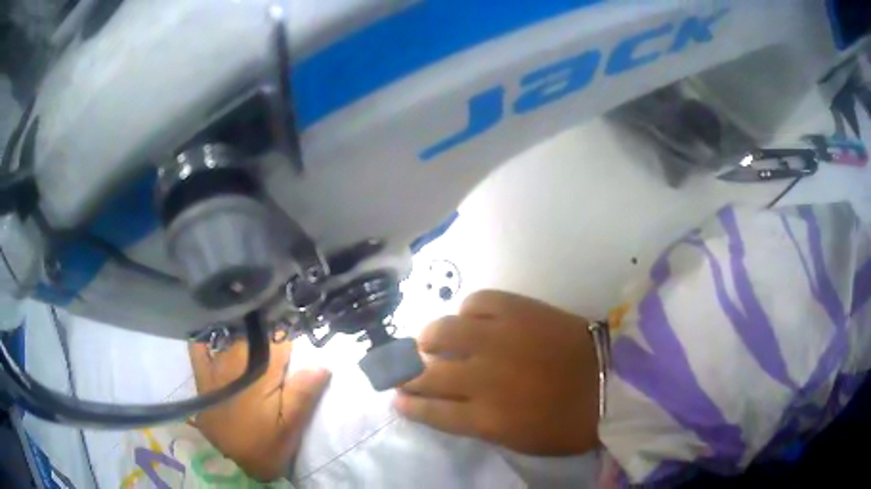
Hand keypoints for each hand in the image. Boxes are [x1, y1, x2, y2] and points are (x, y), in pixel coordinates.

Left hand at [190, 339, 329, 480]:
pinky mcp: (202, 375)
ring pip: (231, 333)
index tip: (298, 335)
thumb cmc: (265, 446)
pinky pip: (200, 346)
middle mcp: (236, 361)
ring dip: (244, 329)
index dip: (291, 334)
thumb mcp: (290, 427)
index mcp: (262, 372)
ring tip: (256, 330)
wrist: (231, 463)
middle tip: (279, 339)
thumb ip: (303, 394)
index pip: (280, 338)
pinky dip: (208, 336)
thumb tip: (322, 363)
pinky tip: (218, 332)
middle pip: (254, 332)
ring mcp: (216, 366)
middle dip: (269, 330)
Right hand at [396, 290, 599, 455]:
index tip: (397, 400)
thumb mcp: (518, 440)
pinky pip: (477, 301)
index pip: (430, 412)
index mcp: (486, 419)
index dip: (409, 405)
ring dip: (428, 338)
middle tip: (401, 371)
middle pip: (425, 373)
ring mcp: (499, 339)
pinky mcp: (519, 310)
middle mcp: (483, 378)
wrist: (613, 382)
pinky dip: (467, 310)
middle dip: (404, 374)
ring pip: (442, 332)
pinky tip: (470, 319)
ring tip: (429, 341)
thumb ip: (478, 425)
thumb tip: (449, 407)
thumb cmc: (567, 423)